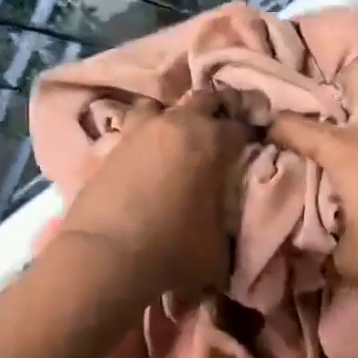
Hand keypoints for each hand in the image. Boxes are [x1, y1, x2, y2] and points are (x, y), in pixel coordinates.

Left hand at [54, 89, 249, 298]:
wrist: (105, 257)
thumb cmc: (173, 249)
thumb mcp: (219, 245)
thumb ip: (227, 220)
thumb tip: (226, 217)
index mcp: (211, 141)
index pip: (242, 126)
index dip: (250, 136)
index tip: (252, 148)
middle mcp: (176, 125)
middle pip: (202, 99)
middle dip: (214, 112)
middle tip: (219, 135)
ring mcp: (137, 132)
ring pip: (158, 106)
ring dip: (169, 118)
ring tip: (173, 140)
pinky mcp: (107, 147)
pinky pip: (128, 131)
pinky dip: (139, 139)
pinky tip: (141, 158)